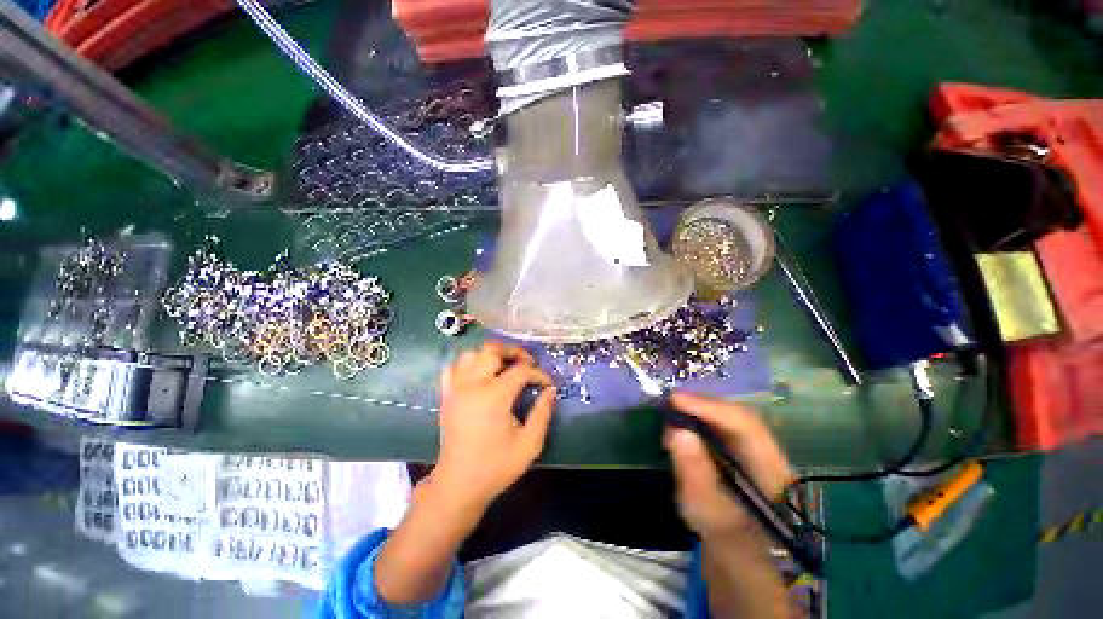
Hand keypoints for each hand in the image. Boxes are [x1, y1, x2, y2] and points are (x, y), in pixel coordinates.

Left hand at [432, 341, 556, 509]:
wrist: (459, 484)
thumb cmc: (496, 466)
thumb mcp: (529, 443)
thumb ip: (543, 413)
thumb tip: (551, 390)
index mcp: (495, 395)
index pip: (521, 371)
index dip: (538, 374)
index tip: (548, 384)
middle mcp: (473, 384)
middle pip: (493, 350)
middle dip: (515, 352)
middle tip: (528, 364)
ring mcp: (456, 388)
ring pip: (472, 354)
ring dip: (491, 355)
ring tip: (505, 366)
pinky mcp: (446, 395)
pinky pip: (454, 367)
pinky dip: (468, 364)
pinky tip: (479, 374)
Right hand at [664, 392, 792, 540]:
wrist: (738, 547)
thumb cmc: (722, 534)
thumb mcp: (703, 507)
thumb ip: (693, 470)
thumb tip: (677, 429)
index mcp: (773, 473)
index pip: (746, 427)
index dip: (711, 409)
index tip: (677, 399)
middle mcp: (772, 453)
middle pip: (741, 416)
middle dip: (704, 405)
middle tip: (672, 400)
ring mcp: (761, 449)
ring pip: (733, 416)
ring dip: (702, 409)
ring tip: (675, 408)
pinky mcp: (746, 448)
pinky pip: (726, 423)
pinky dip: (703, 418)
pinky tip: (685, 418)